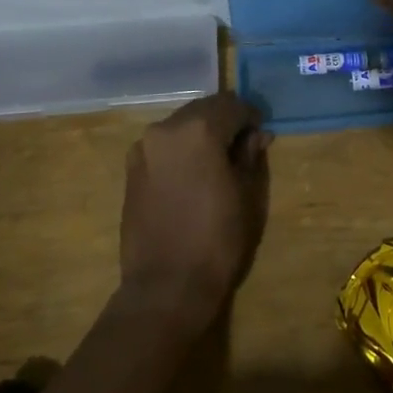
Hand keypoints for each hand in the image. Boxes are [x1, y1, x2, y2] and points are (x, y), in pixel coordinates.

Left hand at [118, 92, 270, 329]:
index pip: (233, 105)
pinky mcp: (131, 170)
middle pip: (203, 109)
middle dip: (225, 121)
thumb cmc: (217, 239)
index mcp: (198, 129)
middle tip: (243, 146)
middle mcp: (166, 129)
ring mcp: (143, 149)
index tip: (261, 134)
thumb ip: (250, 155)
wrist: (166, 286)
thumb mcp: (248, 195)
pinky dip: (181, 150)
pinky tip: (192, 175)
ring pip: (181, 126)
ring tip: (217, 162)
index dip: (251, 117)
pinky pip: (163, 146)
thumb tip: (255, 135)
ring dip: (201, 134)